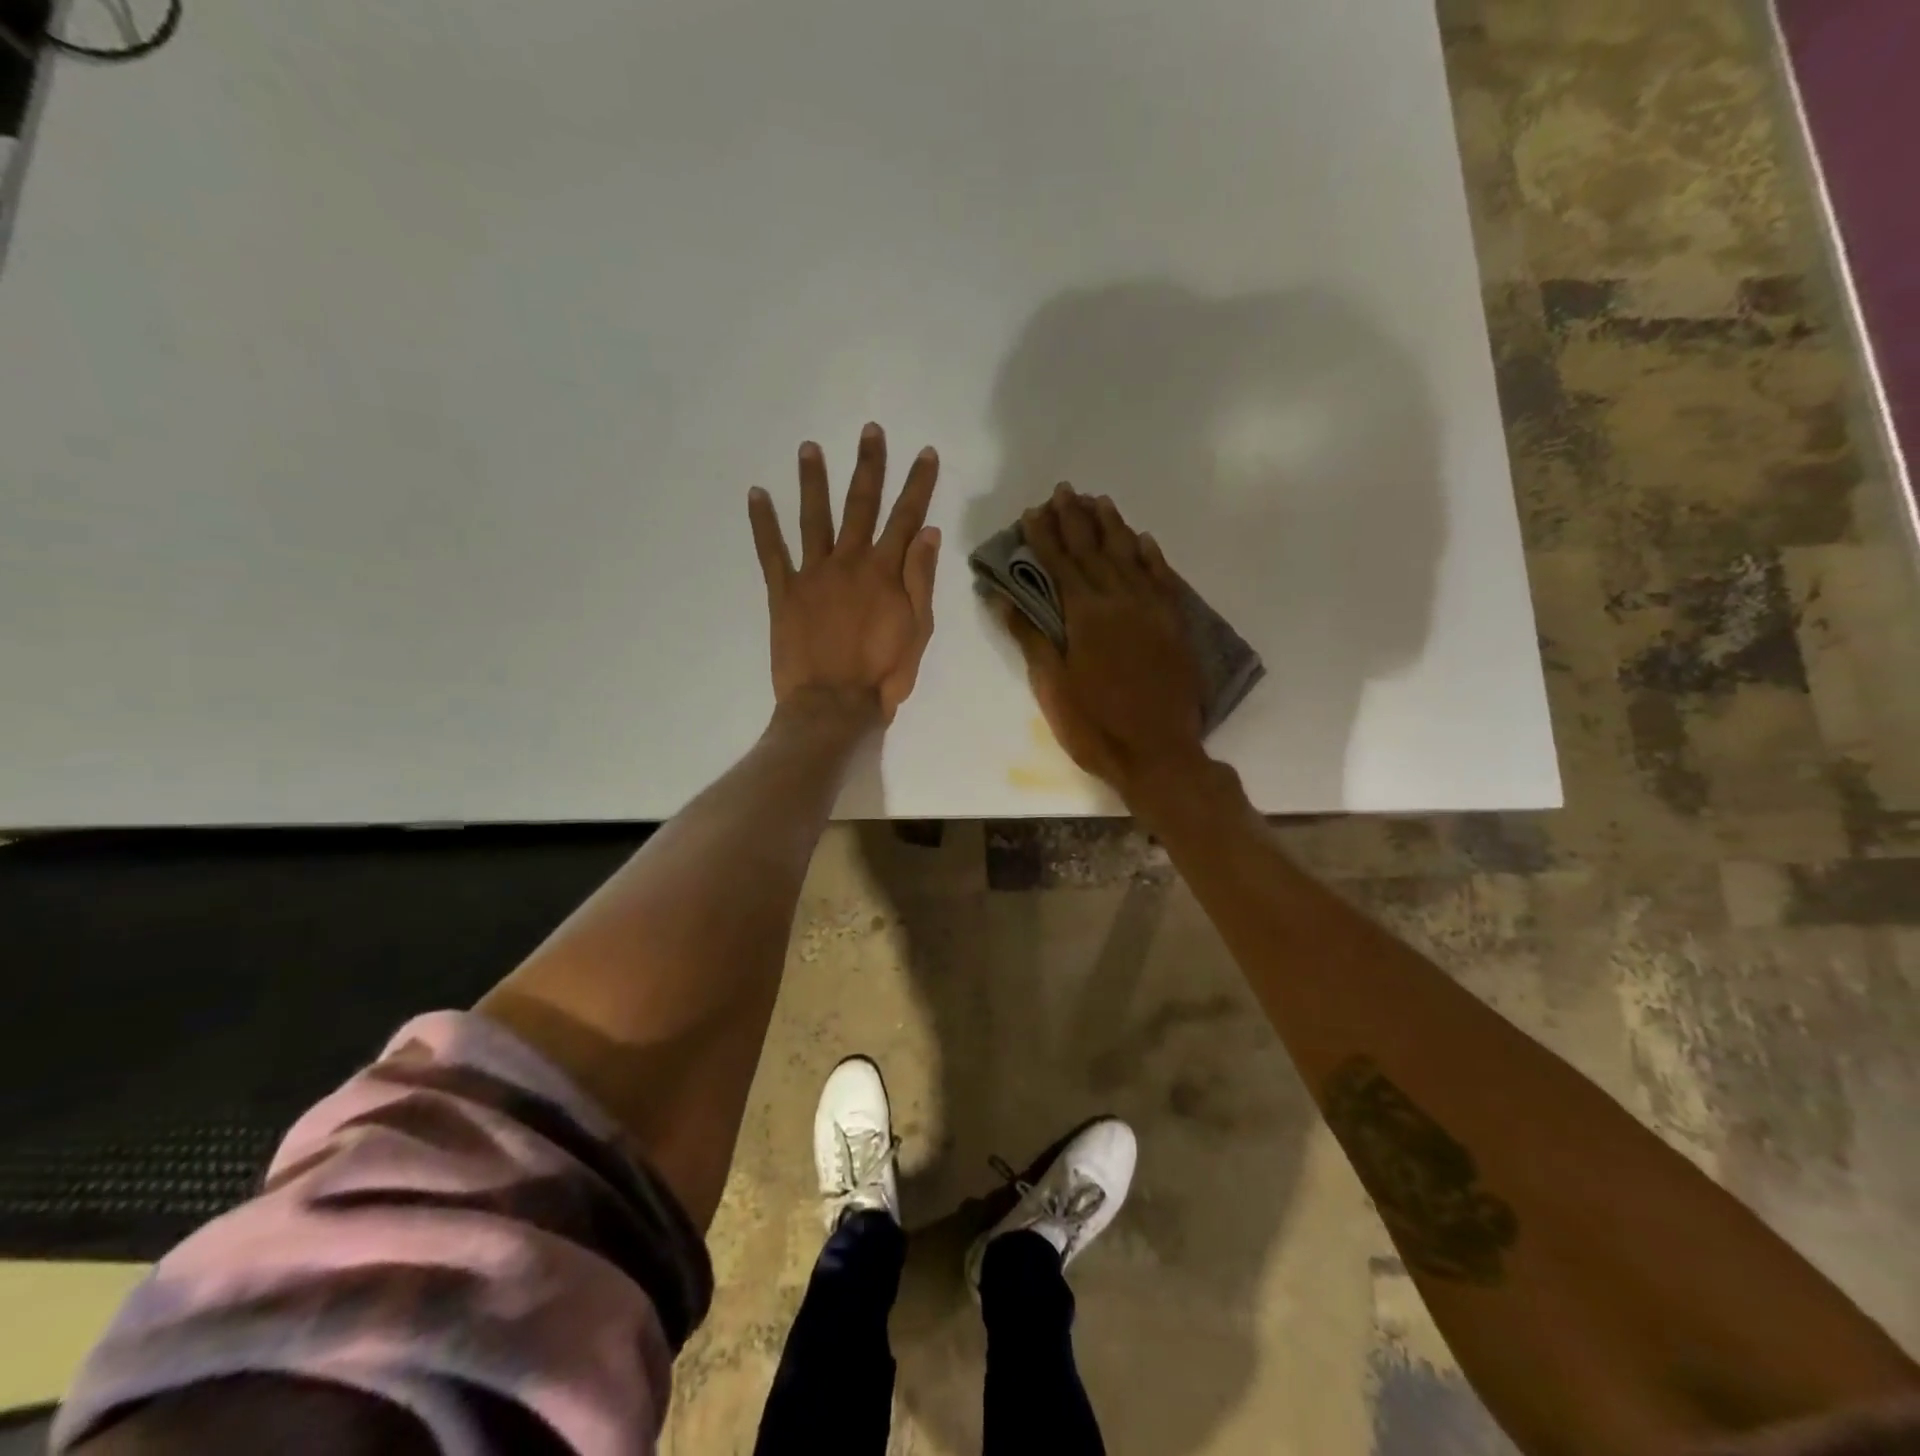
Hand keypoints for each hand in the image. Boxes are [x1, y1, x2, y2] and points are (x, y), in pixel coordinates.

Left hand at [748, 423, 940, 726]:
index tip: (926, 453)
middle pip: (861, 504)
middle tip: (870, 431)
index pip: (907, 517)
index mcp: (885, 571)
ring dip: (813, 480)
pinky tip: (757, 493)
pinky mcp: (784, 592)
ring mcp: (813, 574)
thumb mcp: (918, 630)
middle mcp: (849, 561)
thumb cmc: (884, 673)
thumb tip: (929, 533)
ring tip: (809, 447)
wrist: (834, 704)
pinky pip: (771, 551)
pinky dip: (763, 522)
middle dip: (869, 466)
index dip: (918, 484)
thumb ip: (921, 579)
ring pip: (814, 517)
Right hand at [999, 485, 1206, 793]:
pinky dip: (1150, 555)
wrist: (1158, 753)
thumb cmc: (1095, 725)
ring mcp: (1152, 610)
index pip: (1059, 564)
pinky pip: (1162, 578)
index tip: (1032, 511)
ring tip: (1099, 501)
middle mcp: (1120, 600)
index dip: (1043, 536)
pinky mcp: (1174, 624)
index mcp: (1085, 614)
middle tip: (1064, 491)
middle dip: (1075, 519)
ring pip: (1130, 555)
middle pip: (1094, 550)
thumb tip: (1003, 598)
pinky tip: (1142, 539)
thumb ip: (1031, 637)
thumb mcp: (1052, 685)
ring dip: (1112, 526)